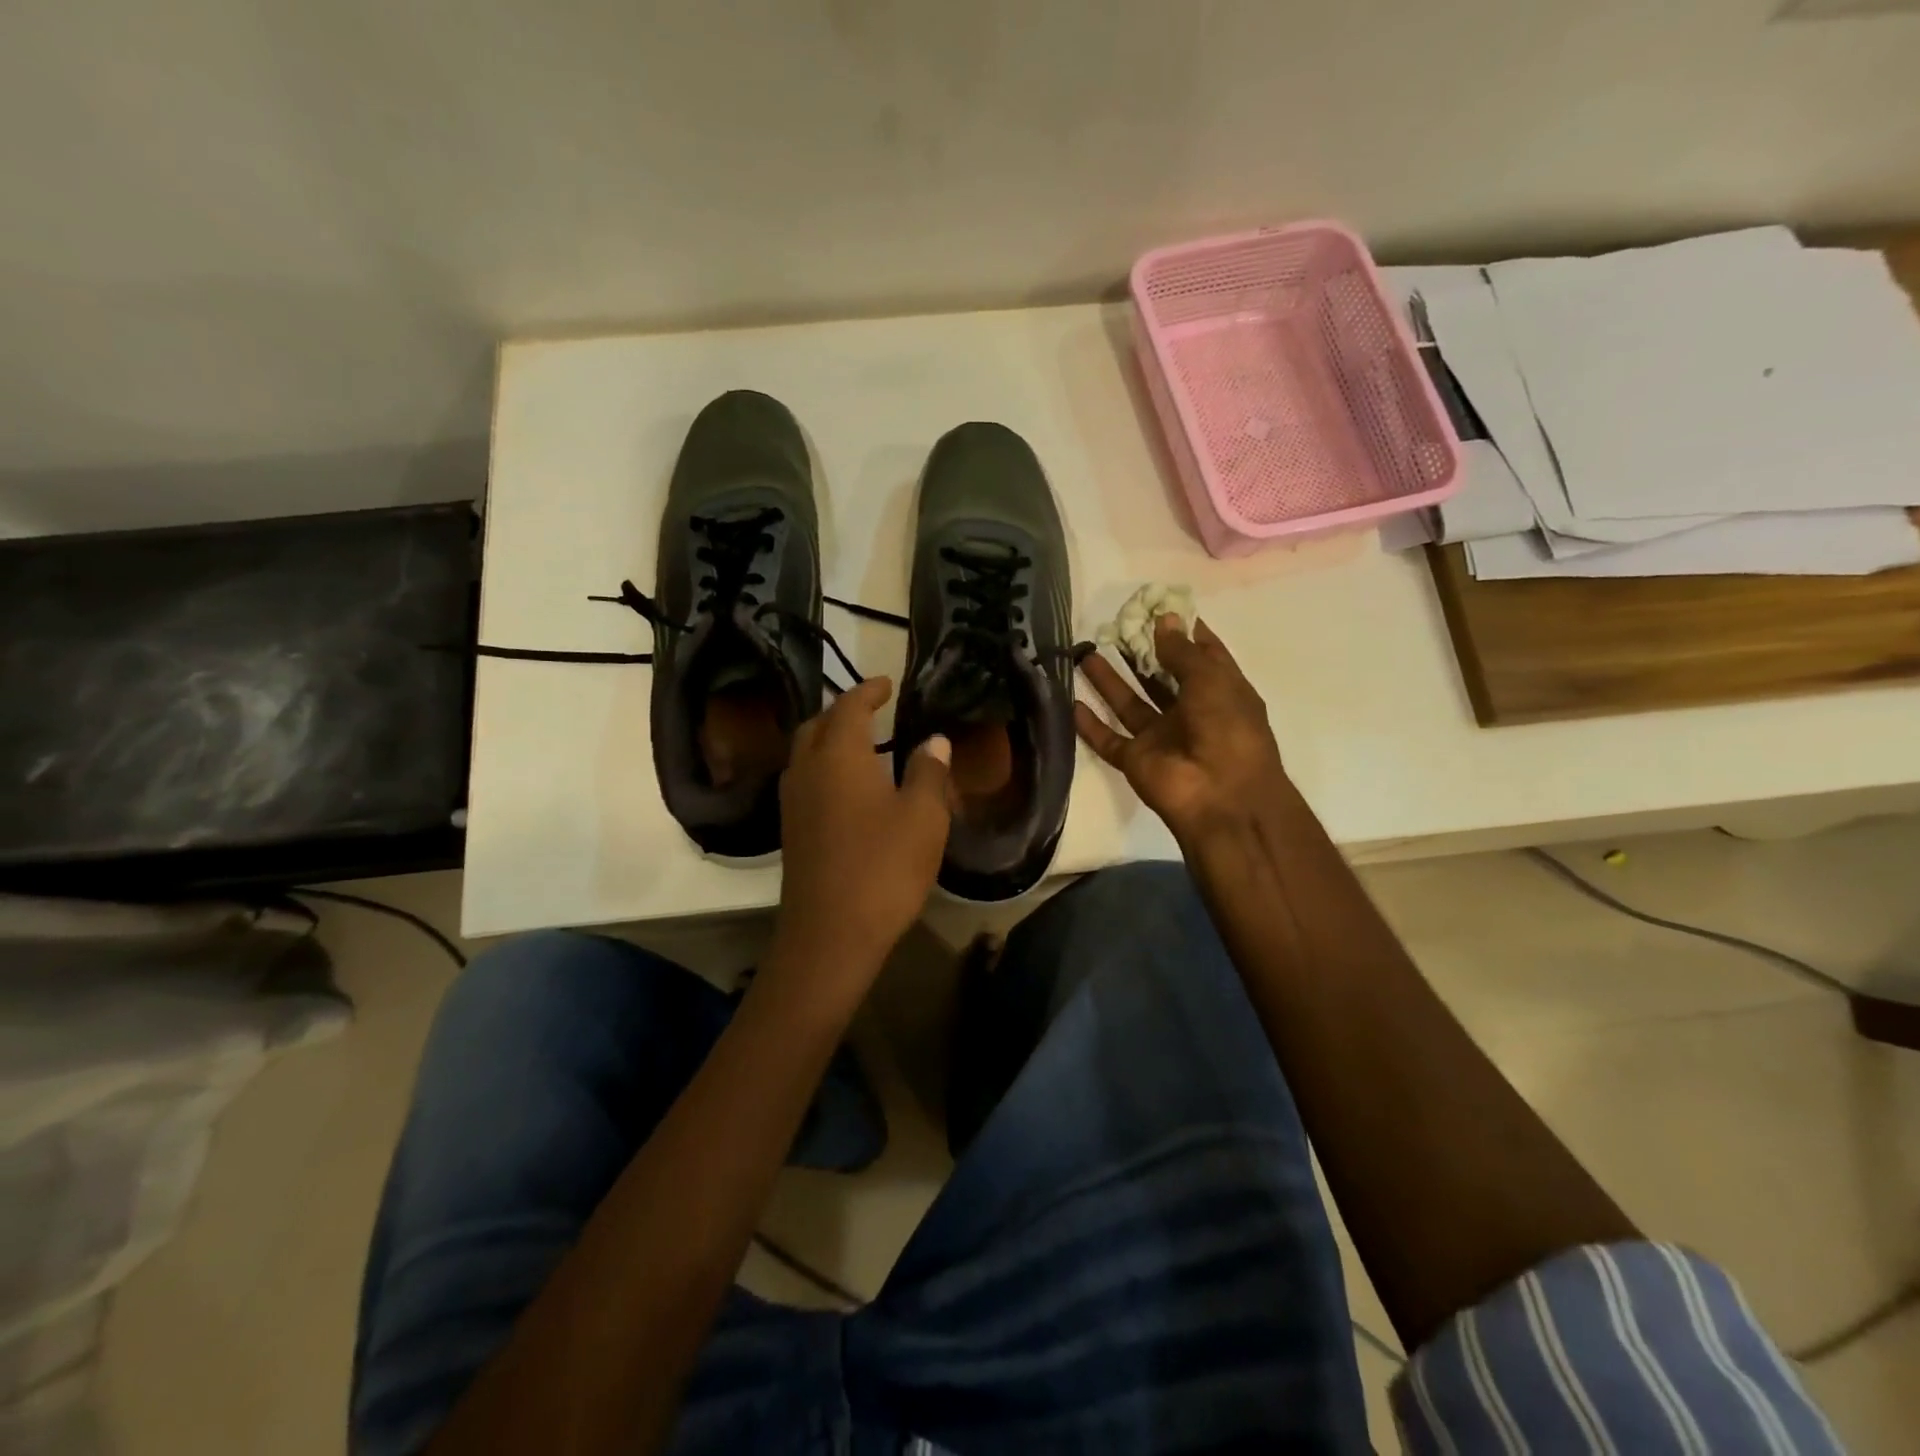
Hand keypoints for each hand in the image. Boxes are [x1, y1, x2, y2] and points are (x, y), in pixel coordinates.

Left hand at [772, 677, 952, 988]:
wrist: (830, 934)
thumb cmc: (883, 867)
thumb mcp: (923, 817)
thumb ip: (929, 772)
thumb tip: (933, 741)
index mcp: (838, 756)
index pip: (849, 707)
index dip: (868, 691)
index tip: (887, 683)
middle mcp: (806, 770)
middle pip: (817, 725)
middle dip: (842, 711)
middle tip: (872, 711)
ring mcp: (793, 802)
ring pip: (805, 753)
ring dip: (829, 739)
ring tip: (861, 744)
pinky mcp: (791, 831)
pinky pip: (804, 780)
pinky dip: (823, 767)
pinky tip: (847, 787)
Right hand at [1075, 617, 1290, 845]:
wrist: (1222, 799)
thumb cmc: (1227, 730)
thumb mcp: (1212, 680)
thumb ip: (1183, 652)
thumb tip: (1164, 620)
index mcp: (1219, 692)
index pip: (1200, 655)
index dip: (1181, 631)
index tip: (1155, 608)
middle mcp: (1190, 712)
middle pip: (1159, 677)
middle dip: (1138, 652)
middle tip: (1112, 626)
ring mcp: (1161, 738)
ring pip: (1129, 704)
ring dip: (1108, 680)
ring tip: (1084, 652)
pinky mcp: (1136, 760)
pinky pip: (1108, 738)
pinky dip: (1090, 723)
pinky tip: (1070, 701)